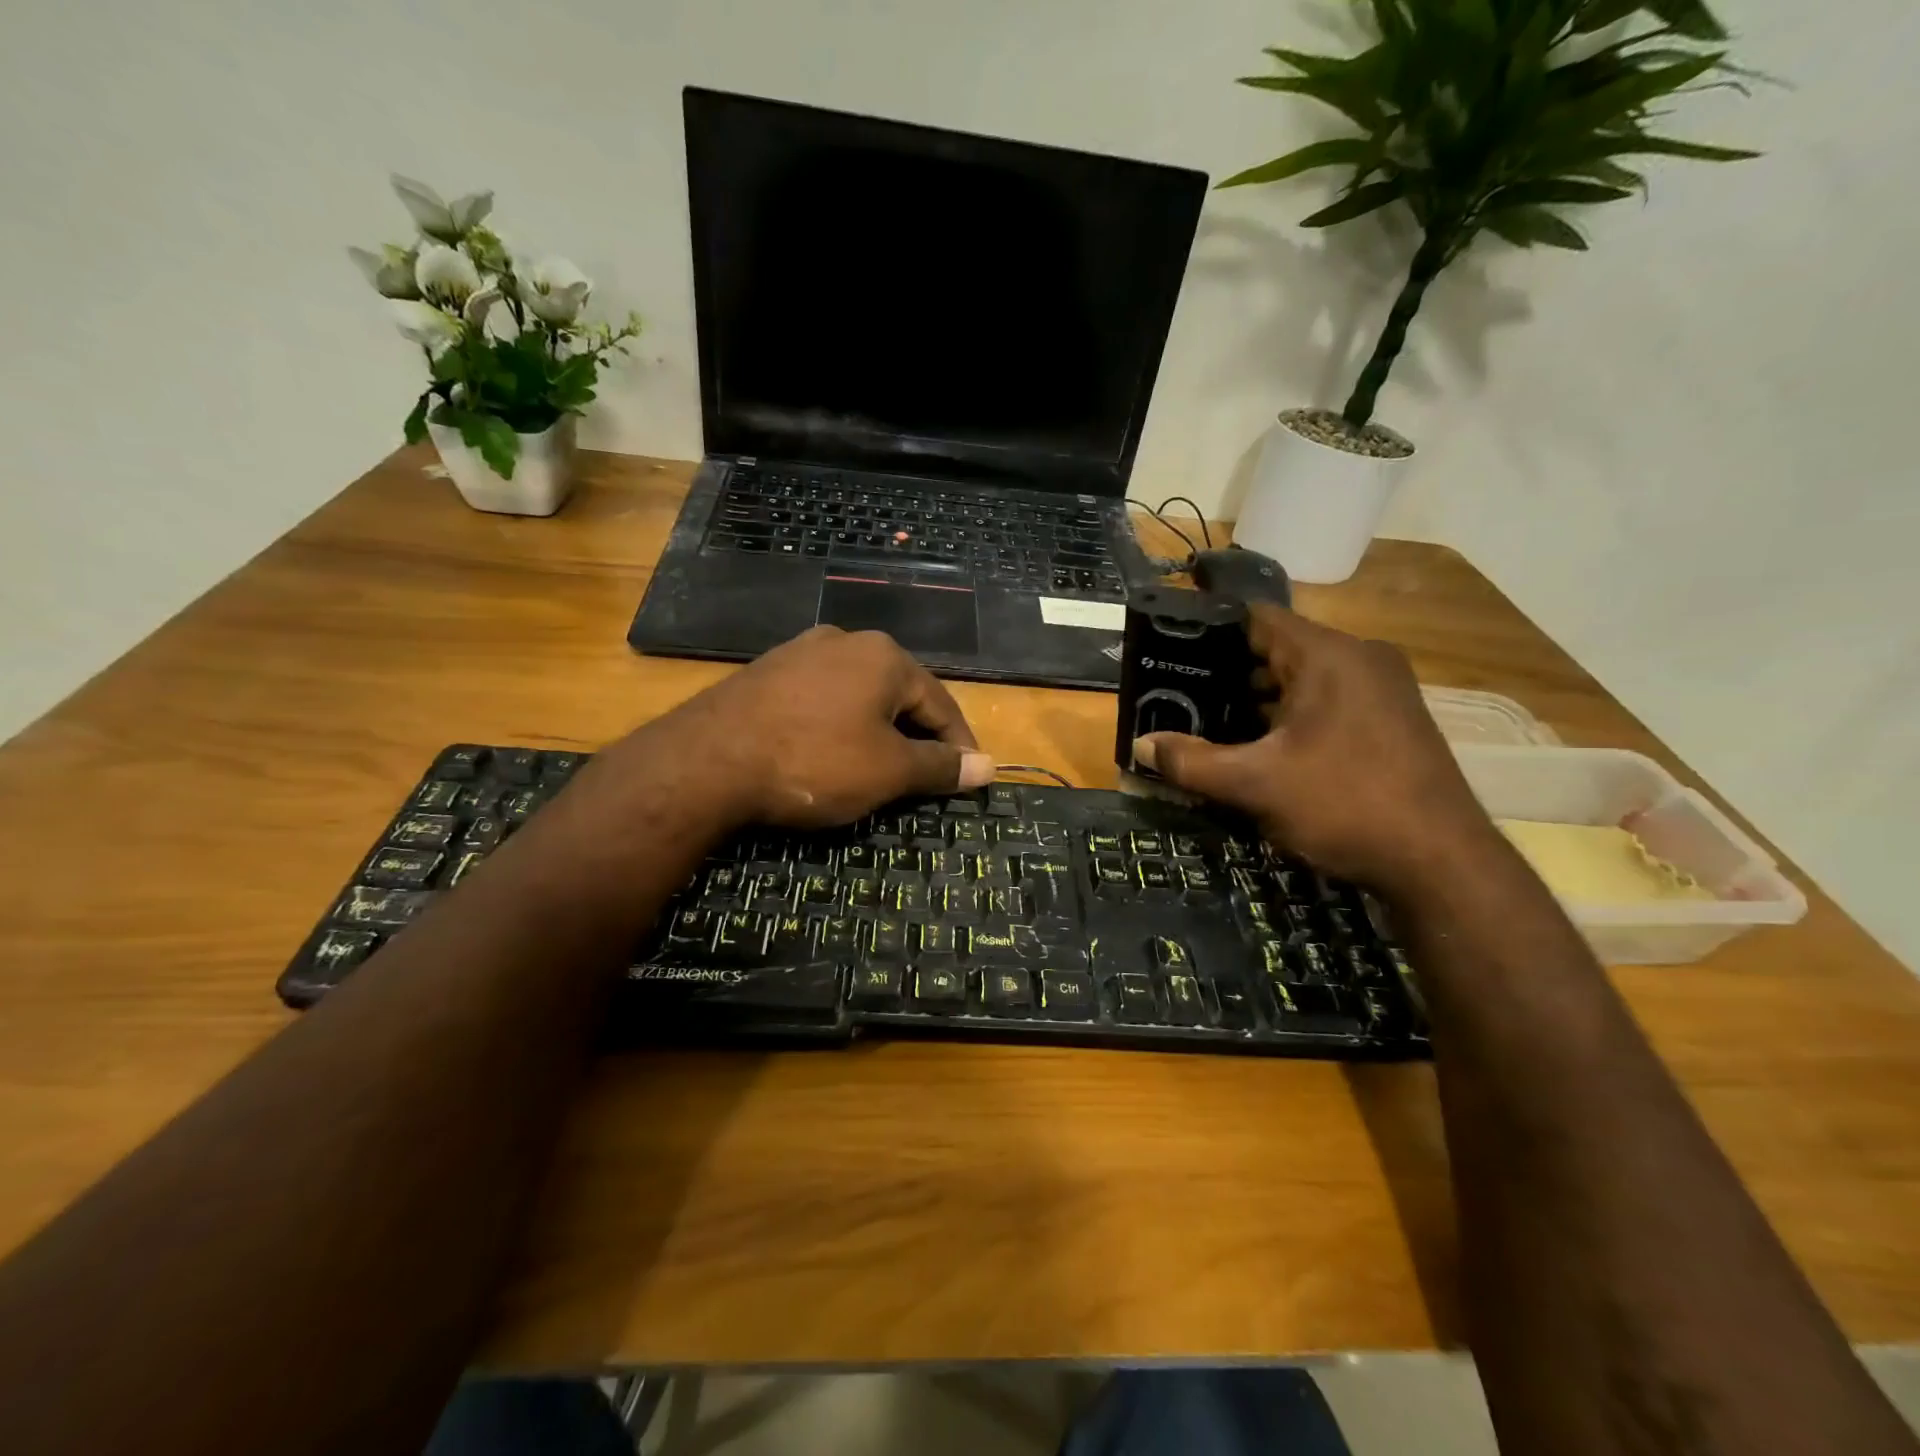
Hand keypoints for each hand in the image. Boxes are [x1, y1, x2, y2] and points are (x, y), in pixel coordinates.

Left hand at [614, 627, 993, 829]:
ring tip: (878, 771)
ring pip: (858, 697)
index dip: (959, 746)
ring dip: (876, 733)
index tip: (968, 780)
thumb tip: (989, 767)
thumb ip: (940, 767)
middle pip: (899, 696)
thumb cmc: (814, 761)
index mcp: (885, 657)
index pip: (941, 704)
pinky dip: (837, 728)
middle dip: (916, 739)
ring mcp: (800, 652)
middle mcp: (846, 641)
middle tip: (923, 781)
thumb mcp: (887, 771)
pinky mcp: (766, 672)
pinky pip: (820, 700)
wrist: (706, 761)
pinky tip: (827, 754)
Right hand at [1135, 605, 1495, 894]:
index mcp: (1328, 655)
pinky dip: (1294, 717)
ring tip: (1214, 726)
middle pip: (1279, 649)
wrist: (1441, 862)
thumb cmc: (1343, 804)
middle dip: (1230, 674)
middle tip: (1184, 699)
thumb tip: (1141, 746)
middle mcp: (1361, 658)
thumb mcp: (1254, 784)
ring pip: (1305, 679)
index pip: (1257, 619)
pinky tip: (1266, 750)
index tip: (1173, 655)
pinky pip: (1330, 702)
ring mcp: (1384, 689)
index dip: (1211, 634)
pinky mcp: (1394, 720)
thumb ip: (1191, 761)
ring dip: (1262, 701)